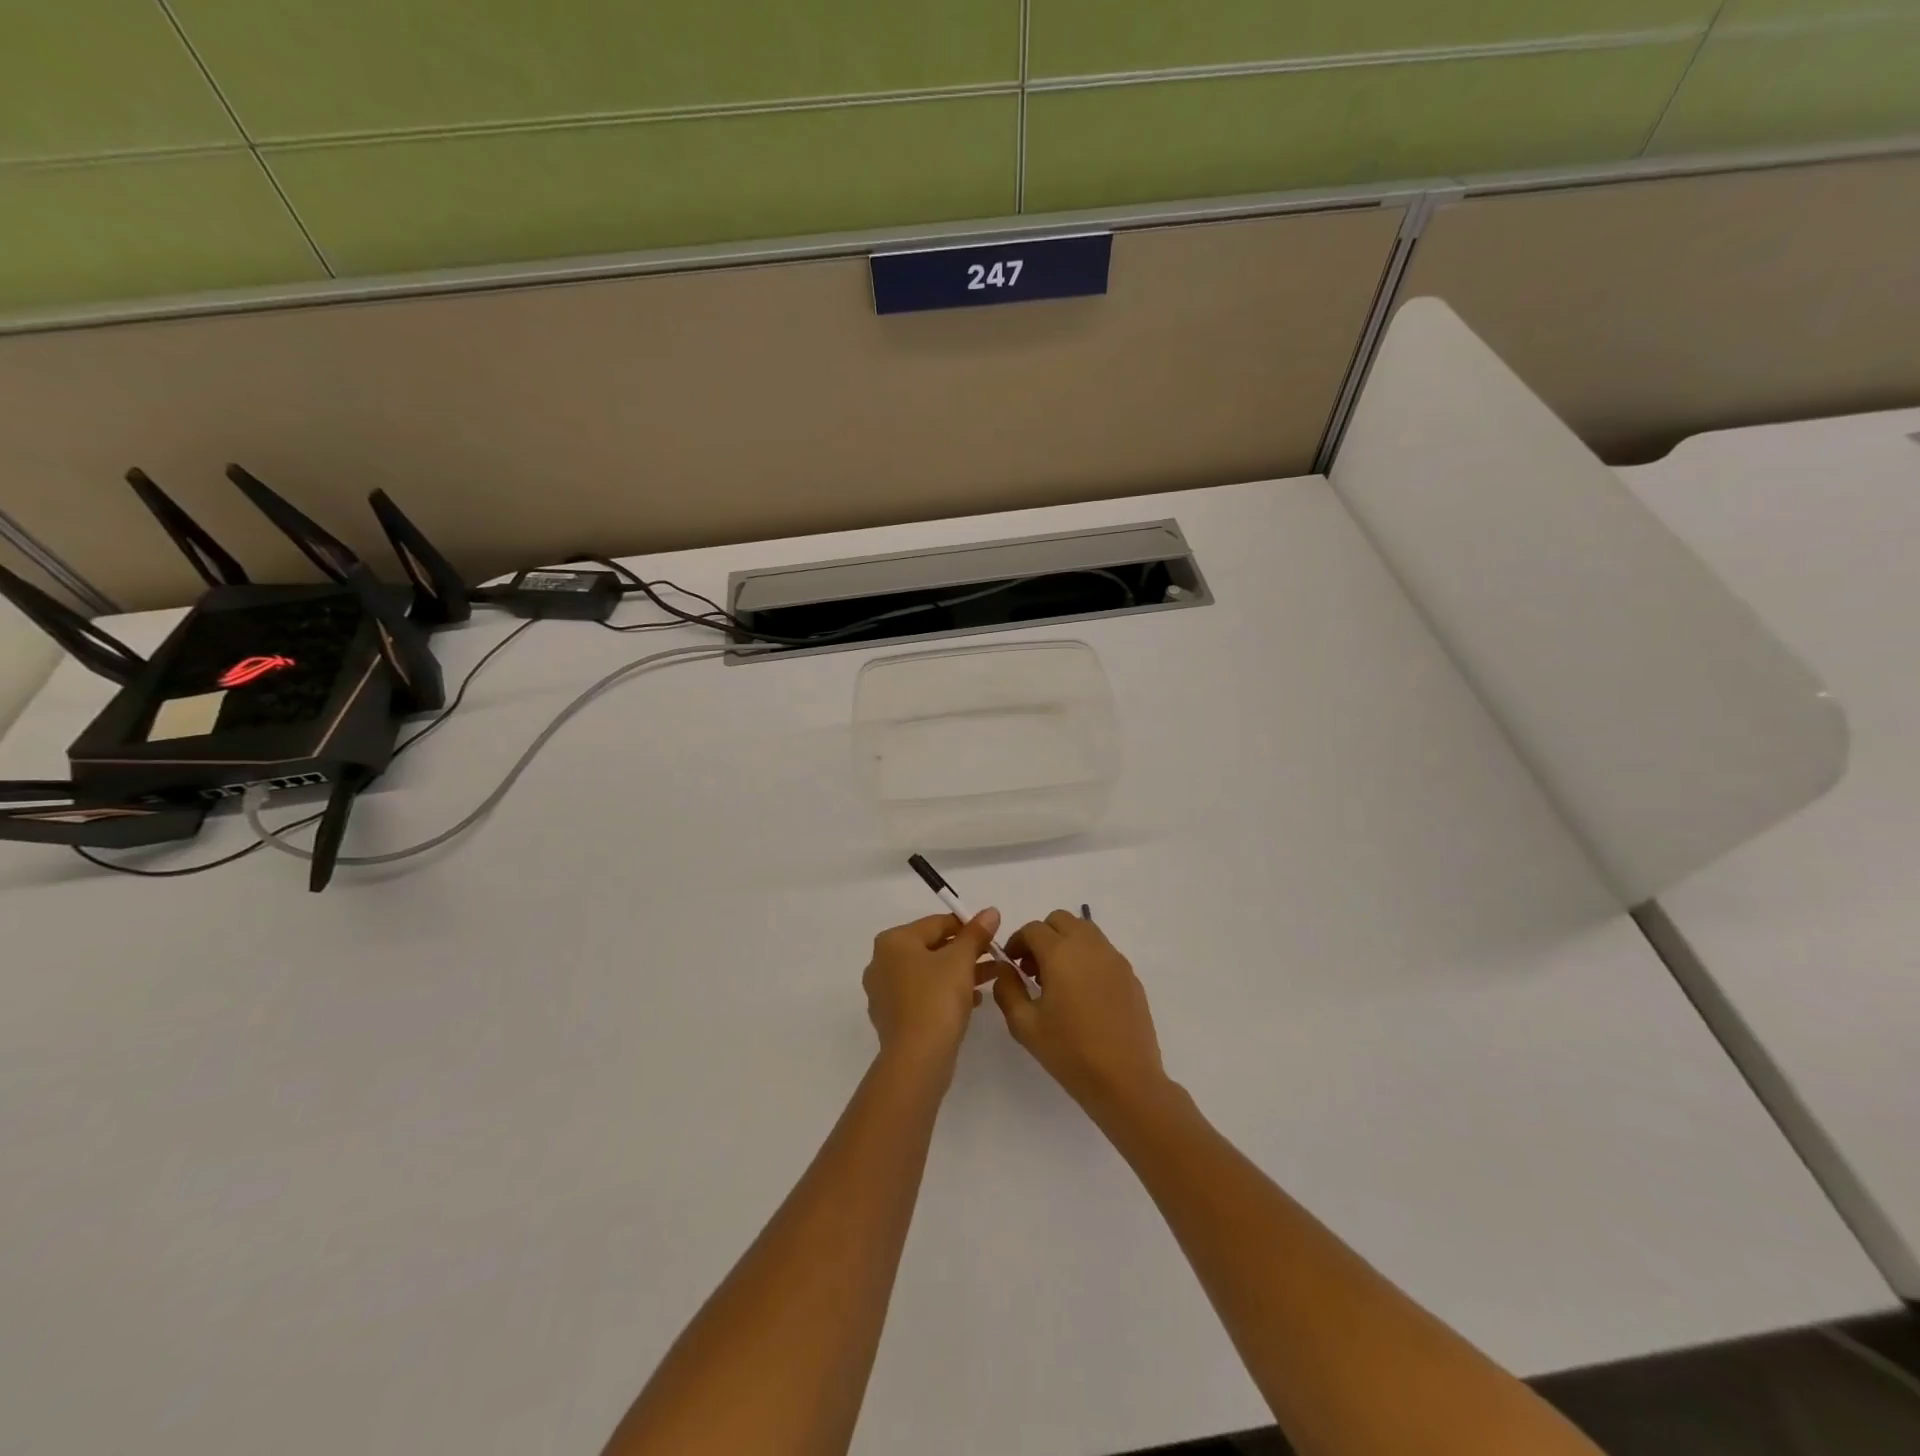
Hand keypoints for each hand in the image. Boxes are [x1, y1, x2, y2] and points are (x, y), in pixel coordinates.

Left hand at [863, 909, 1001, 1068]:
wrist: (917, 1059)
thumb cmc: (937, 998)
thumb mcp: (961, 960)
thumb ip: (976, 933)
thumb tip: (991, 911)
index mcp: (893, 941)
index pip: (936, 923)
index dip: (967, 927)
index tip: (992, 936)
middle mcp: (881, 962)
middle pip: (931, 947)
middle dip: (964, 952)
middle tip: (994, 957)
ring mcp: (884, 992)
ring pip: (928, 973)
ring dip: (959, 973)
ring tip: (990, 978)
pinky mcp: (892, 1018)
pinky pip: (922, 996)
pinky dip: (945, 993)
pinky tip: (972, 1001)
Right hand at [992, 910, 1166, 1112]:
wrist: (1125, 1080)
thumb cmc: (1070, 1052)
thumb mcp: (1025, 1025)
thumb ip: (1007, 990)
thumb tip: (1005, 970)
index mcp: (1061, 953)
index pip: (1032, 929)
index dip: (1016, 942)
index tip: (1011, 964)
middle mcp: (1089, 946)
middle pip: (1061, 920)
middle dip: (1042, 936)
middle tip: (1033, 968)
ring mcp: (1114, 958)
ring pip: (1085, 931)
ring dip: (1066, 943)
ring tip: (1058, 979)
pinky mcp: (1130, 975)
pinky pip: (1102, 951)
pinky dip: (1086, 957)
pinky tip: (1083, 993)